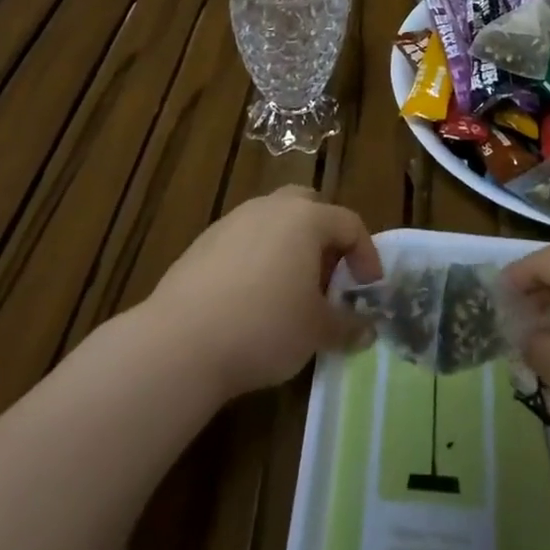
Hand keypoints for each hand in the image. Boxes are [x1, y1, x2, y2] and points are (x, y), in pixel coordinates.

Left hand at [151, 186, 383, 399]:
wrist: (181, 342)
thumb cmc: (265, 327)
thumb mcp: (317, 331)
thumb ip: (347, 325)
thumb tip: (366, 329)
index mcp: (306, 219)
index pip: (349, 223)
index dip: (366, 255)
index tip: (369, 289)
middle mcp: (270, 208)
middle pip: (308, 207)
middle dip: (325, 237)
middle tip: (329, 276)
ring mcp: (232, 221)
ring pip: (273, 221)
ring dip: (290, 246)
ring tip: (291, 289)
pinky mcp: (203, 243)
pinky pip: (244, 240)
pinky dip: (258, 259)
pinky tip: (252, 298)